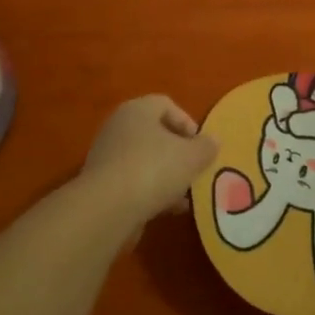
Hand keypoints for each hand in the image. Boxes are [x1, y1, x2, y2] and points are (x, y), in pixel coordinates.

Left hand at [82, 95, 218, 225]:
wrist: (107, 208)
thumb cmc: (154, 170)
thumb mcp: (192, 157)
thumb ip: (206, 147)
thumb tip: (212, 141)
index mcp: (138, 110)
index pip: (166, 105)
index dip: (187, 122)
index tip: (200, 146)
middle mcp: (118, 127)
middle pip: (155, 133)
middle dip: (178, 152)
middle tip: (194, 169)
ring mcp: (107, 156)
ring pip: (145, 160)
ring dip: (167, 175)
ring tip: (185, 195)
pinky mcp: (102, 183)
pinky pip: (133, 181)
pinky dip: (151, 191)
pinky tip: (168, 209)